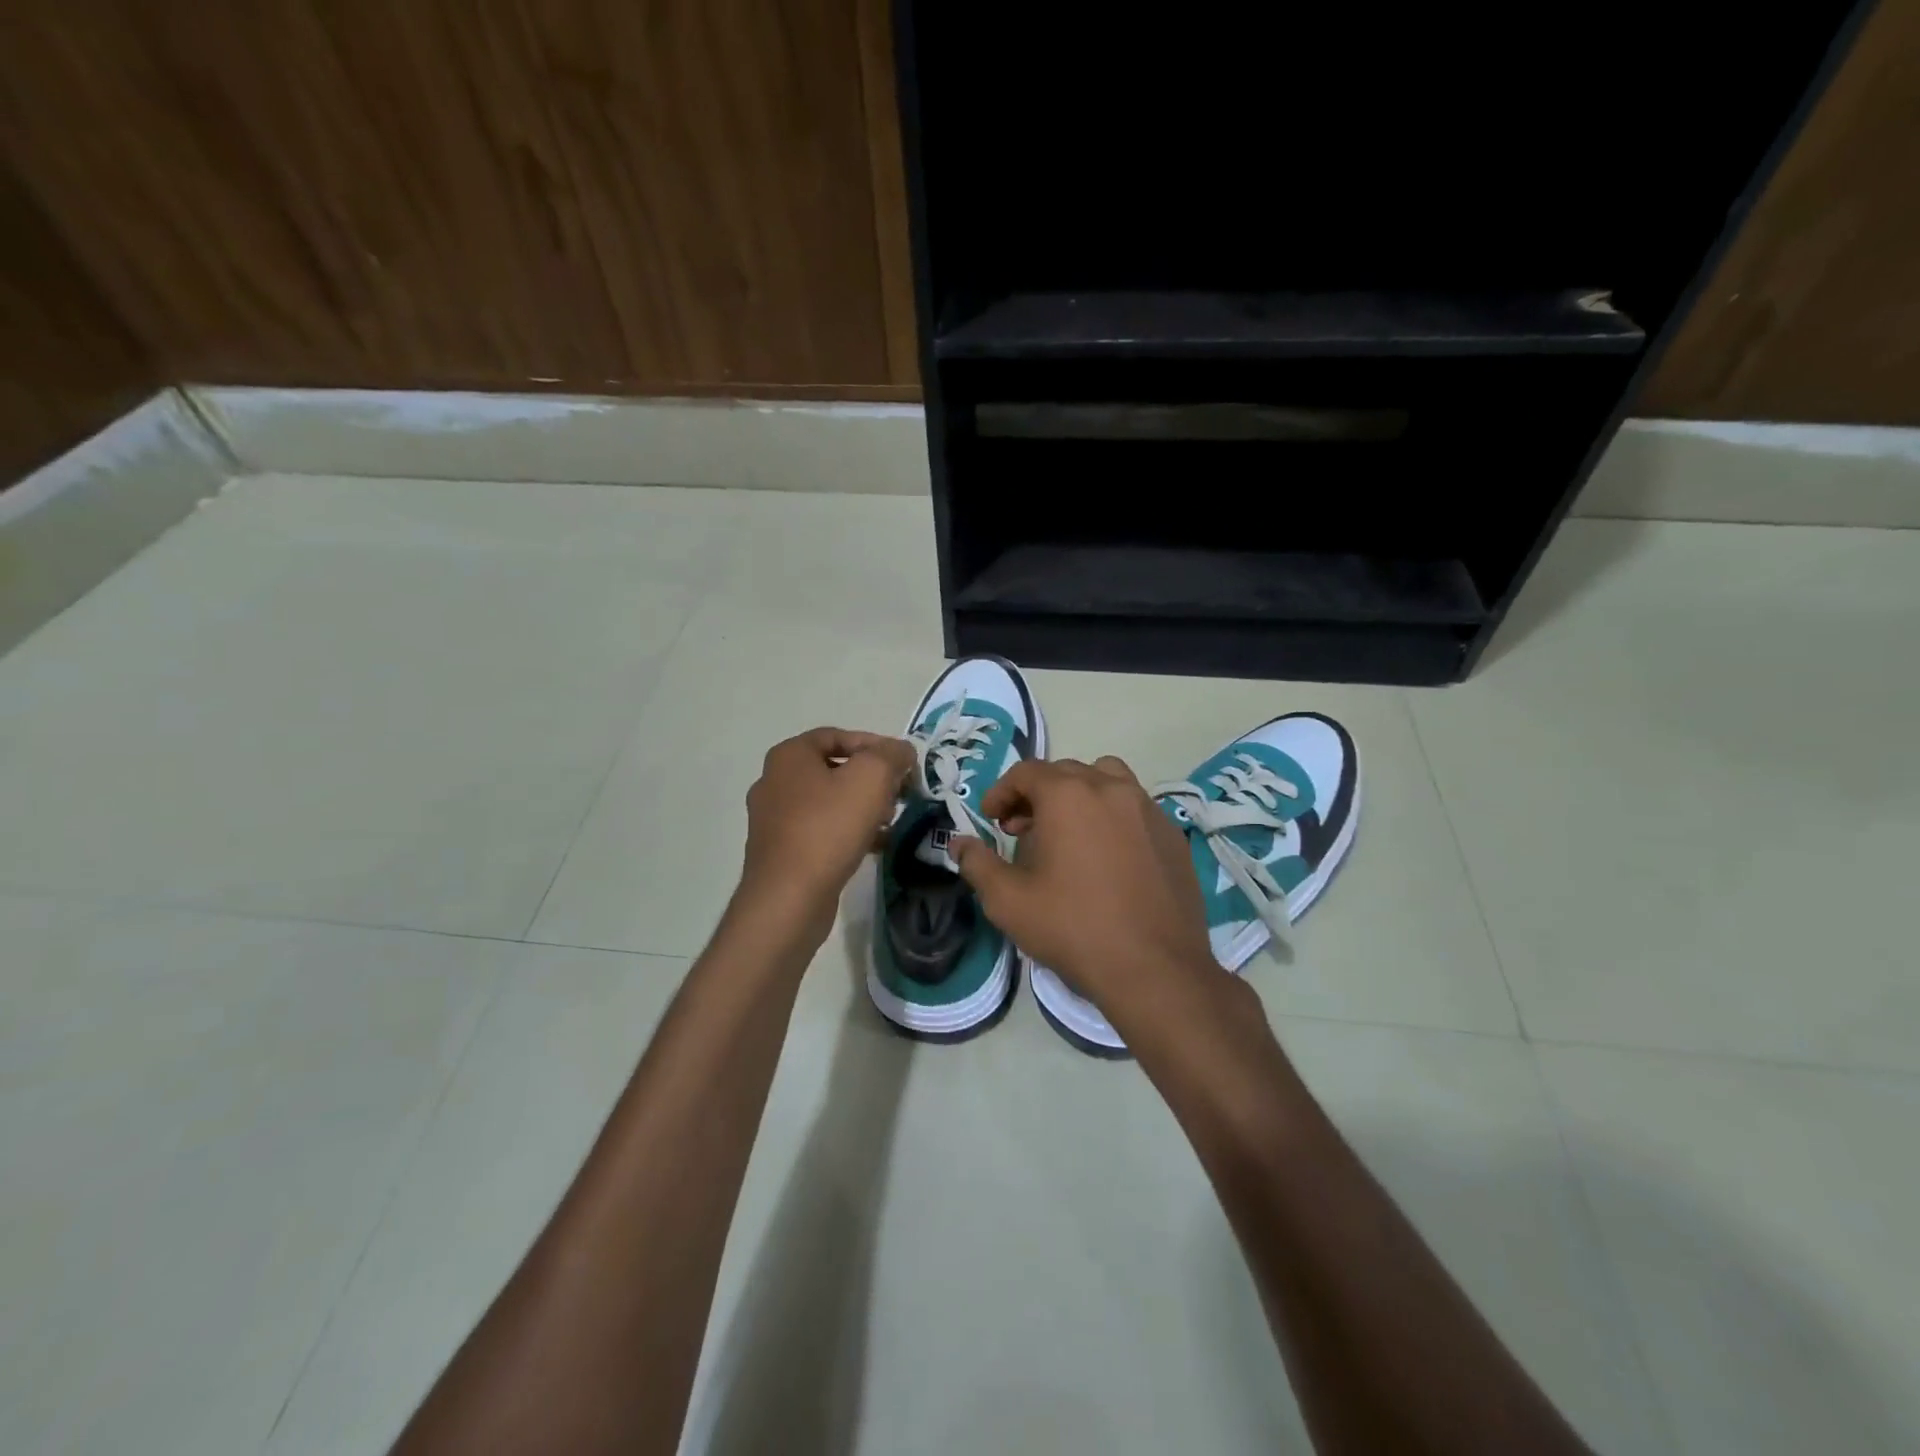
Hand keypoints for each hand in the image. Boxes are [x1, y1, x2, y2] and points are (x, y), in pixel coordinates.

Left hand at [737, 727, 914, 938]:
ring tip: (890, 821)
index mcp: (789, 756)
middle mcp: (775, 782)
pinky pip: (821, 831)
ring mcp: (774, 820)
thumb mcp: (871, 778)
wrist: (789, 898)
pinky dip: (848, 832)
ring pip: (828, 802)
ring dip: (862, 807)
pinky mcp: (781, 852)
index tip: (903, 763)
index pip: (837, 736)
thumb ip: (891, 755)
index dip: (874, 744)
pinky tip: (874, 846)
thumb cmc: (828, 828)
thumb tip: (902, 751)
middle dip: (871, 779)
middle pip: (834, 769)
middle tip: (899, 793)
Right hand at [952, 757, 1215, 1023]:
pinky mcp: (1172, 834)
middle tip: (1021, 830)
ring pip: (1106, 780)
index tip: (991, 819)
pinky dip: (1112, 816)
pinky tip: (1107, 856)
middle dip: (1036, 794)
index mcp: (1068, 795)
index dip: (1001, 792)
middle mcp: (1111, 788)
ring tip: (1068, 832)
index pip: (1026, 772)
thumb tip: (959, 843)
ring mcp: (1148, 809)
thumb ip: (978, 864)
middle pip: (1065, 772)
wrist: (1154, 969)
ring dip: (1079, 795)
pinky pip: (1135, 807)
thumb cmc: (1073, 928)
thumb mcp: (1008, 901)